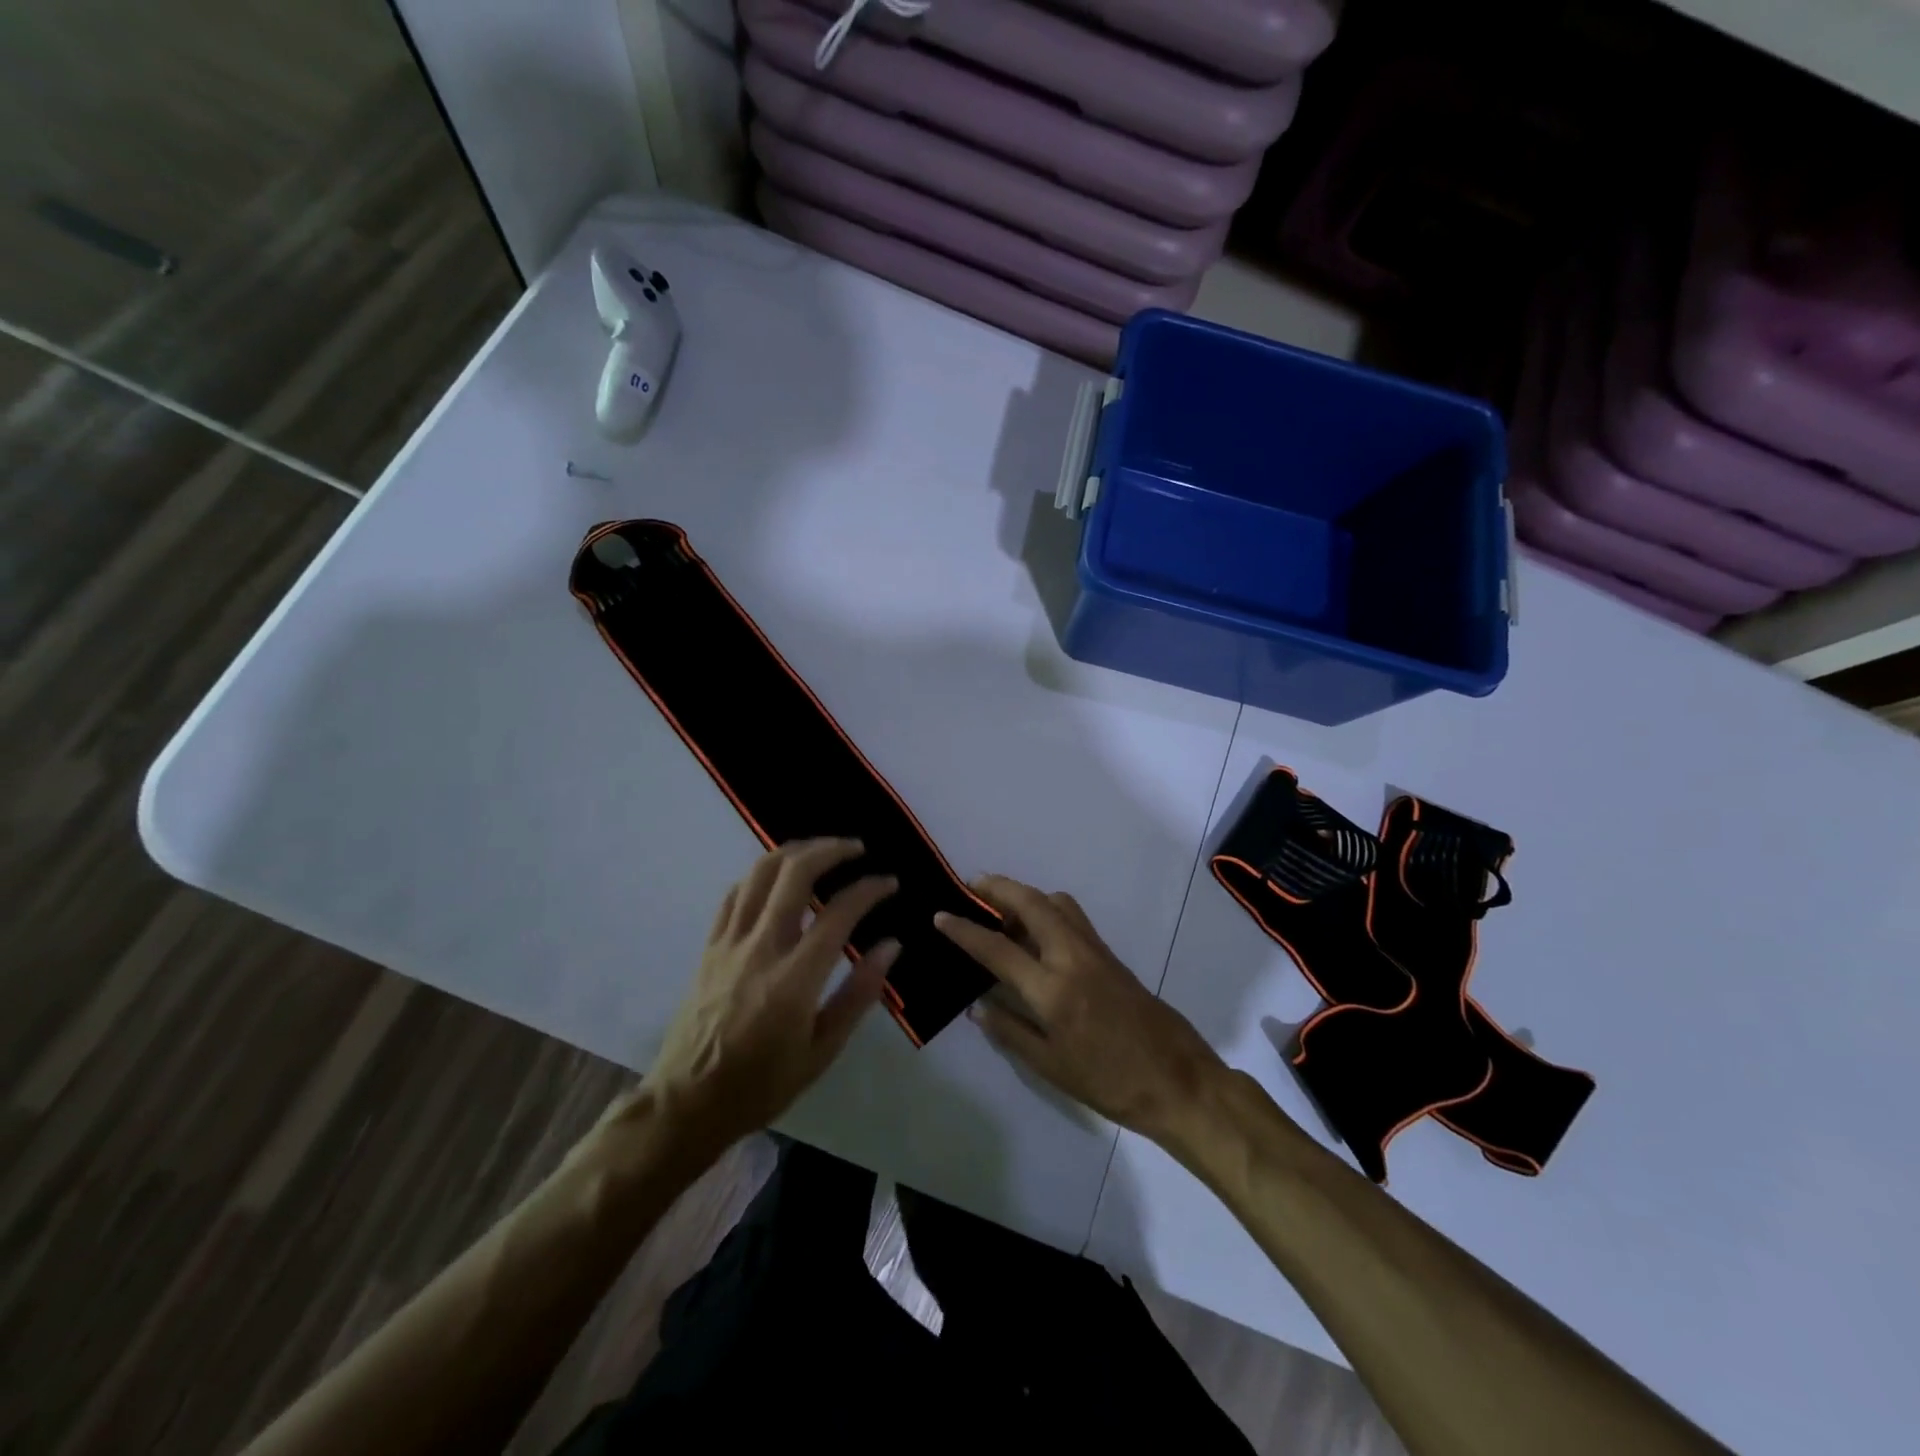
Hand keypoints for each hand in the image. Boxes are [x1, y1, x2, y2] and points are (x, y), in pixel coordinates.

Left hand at [643, 839, 898, 1161]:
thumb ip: (859, 994)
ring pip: (760, 873)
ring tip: (820, 851)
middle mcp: (760, 948)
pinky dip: (762, 875)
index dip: (869, 890)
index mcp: (794, 979)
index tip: (889, 883)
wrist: (687, 1103)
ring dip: (795, 852)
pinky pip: (735, 894)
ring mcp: (729, 943)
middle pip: (795, 873)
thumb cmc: (762, 1085)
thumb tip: (891, 945)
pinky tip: (778, 878)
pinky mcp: (709, 946)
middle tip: (856, 849)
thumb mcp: (822, 1052)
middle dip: (831, 850)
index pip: (839, 914)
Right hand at [935, 875, 1225, 1142]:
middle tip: (970, 887)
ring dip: (1024, 894)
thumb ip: (1010, 1031)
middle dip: (997, 887)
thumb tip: (977, 1006)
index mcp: (1052, 989)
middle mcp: (1072, 957)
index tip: (940, 915)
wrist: (1177, 1080)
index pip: (998, 948)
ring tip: (1000, 910)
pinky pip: (1071, 917)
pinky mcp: (1110, 954)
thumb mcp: (1051, 1067)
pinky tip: (1035, 934)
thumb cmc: (1109, 1082)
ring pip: (1055, 902)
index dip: (965, 929)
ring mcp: (1095, 950)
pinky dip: (1046, 909)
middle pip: (1031, 903)